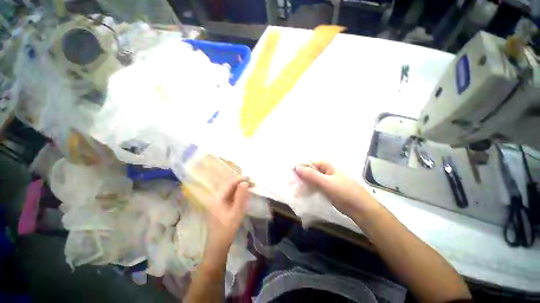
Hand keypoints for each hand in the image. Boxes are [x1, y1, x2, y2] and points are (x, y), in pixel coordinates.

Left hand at [206, 178, 249, 253]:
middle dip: (240, 182)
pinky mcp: (219, 207)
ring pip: (229, 191)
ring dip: (238, 188)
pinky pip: (229, 196)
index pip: (229, 184)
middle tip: (251, 183)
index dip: (240, 179)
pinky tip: (243, 195)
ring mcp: (217, 203)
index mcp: (217, 198)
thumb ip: (241, 197)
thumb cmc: (227, 230)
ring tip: (249, 187)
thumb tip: (245, 183)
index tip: (250, 178)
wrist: (218, 246)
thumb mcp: (236, 213)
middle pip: (228, 186)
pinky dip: (236, 194)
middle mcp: (215, 198)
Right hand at [294, 161, 380, 216]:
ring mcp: (325, 180)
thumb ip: (311, 175)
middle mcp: (324, 170)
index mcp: (326, 165)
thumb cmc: (344, 192)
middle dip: (299, 177)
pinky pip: (313, 186)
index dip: (298, 168)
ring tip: (294, 190)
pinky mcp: (325, 188)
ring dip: (302, 184)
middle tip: (291, 185)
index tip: (290, 175)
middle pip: (308, 171)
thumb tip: (296, 167)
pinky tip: (301, 193)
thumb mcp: (326, 182)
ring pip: (310, 179)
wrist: (360, 208)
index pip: (308, 163)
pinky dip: (307, 189)